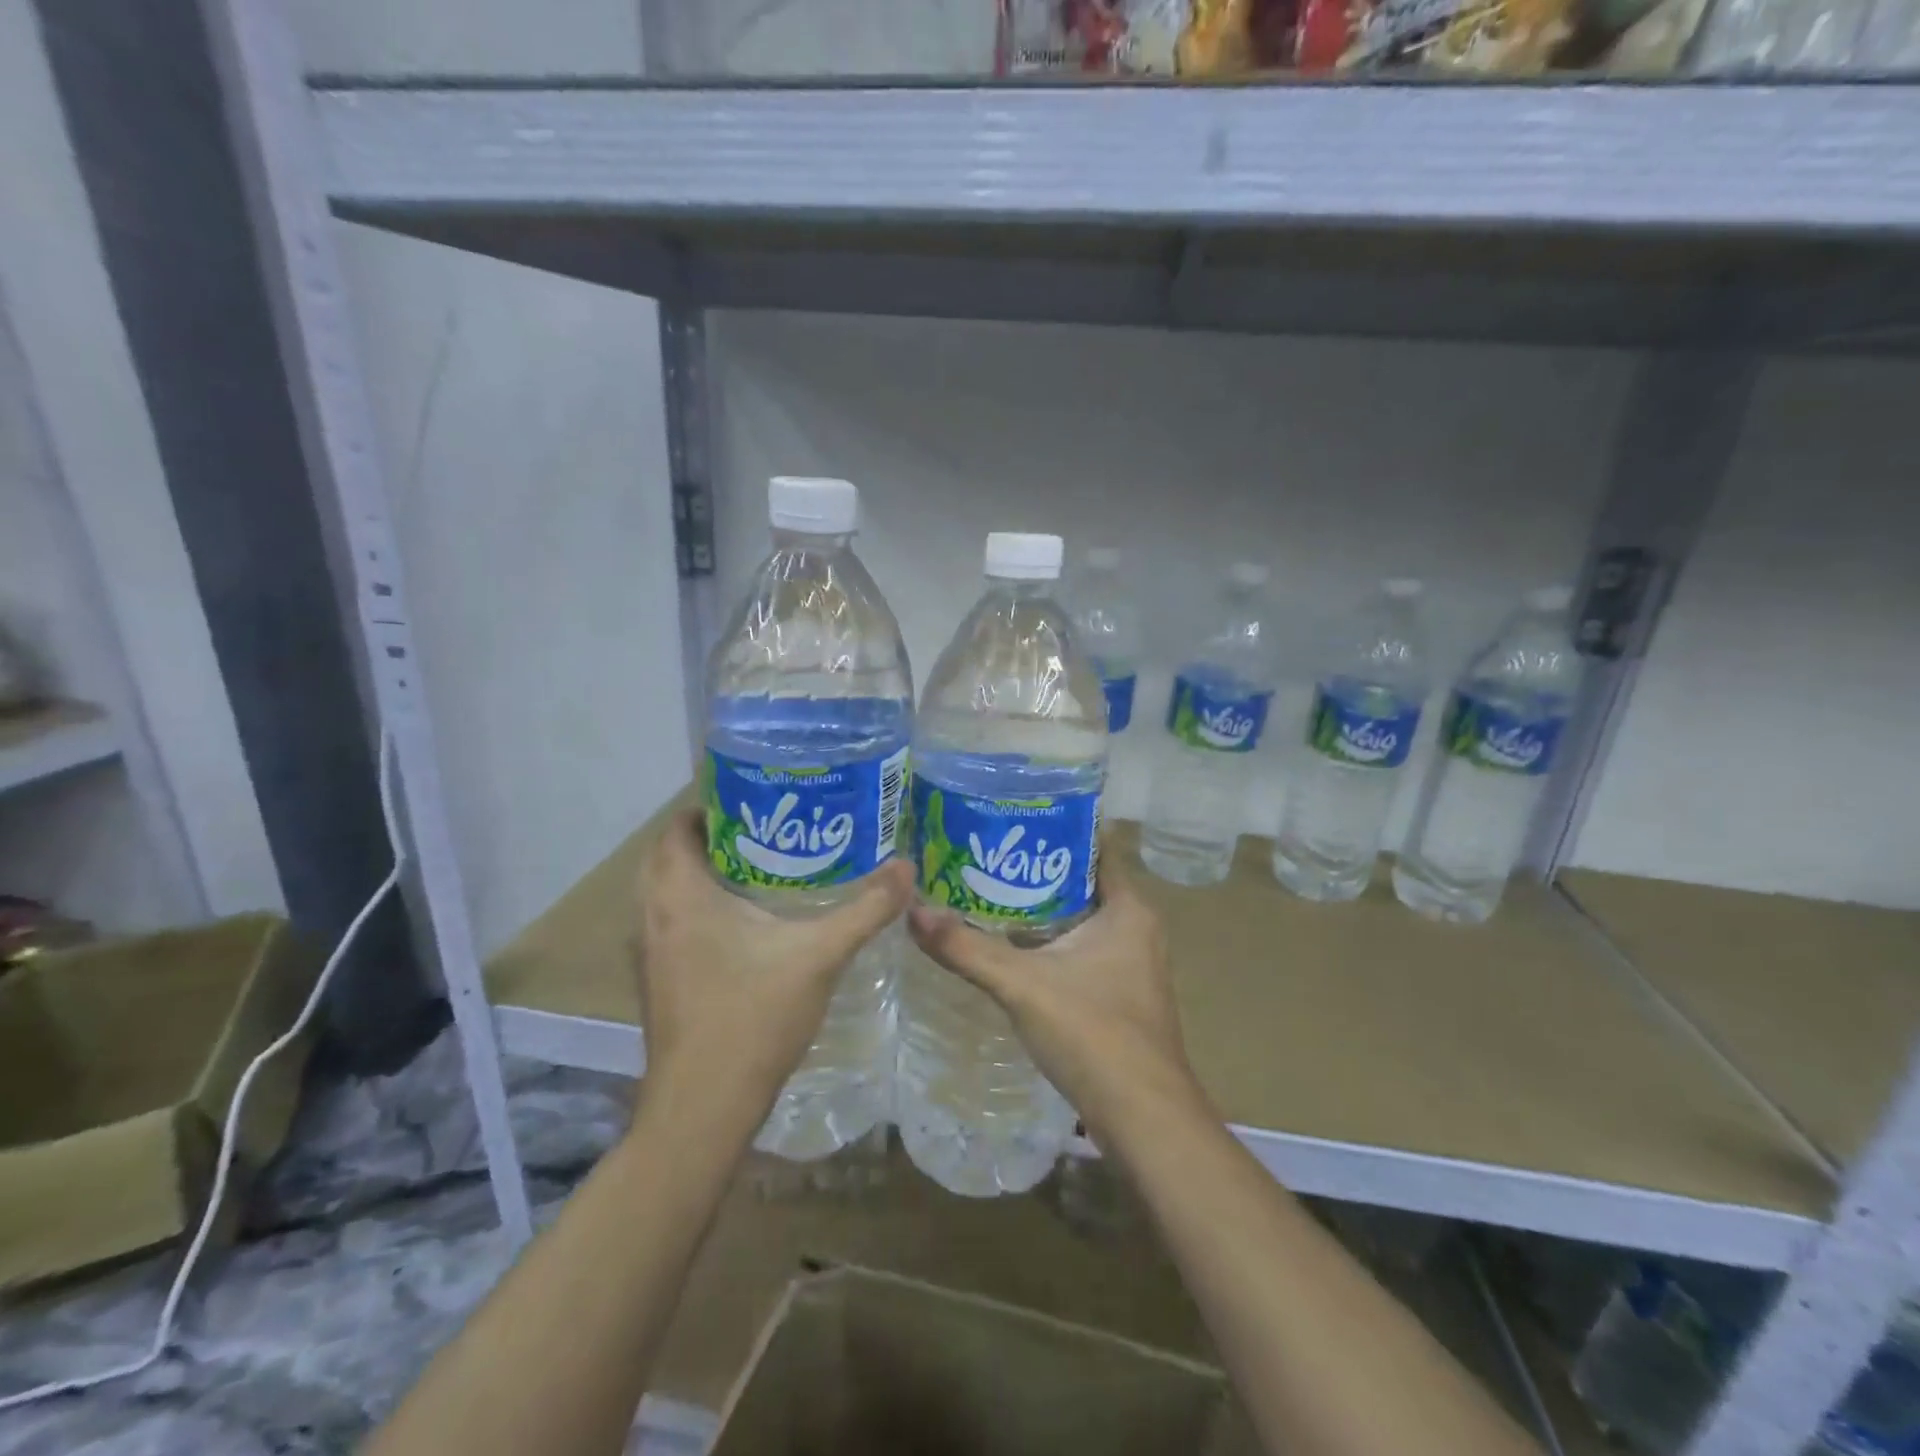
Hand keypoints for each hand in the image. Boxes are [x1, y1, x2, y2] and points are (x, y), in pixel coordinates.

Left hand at [635, 809, 911, 1117]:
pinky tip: (745, 923)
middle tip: (766, 830)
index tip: (759, 800)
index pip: (678, 827)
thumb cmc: (753, 1018)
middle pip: (668, 856)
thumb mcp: (820, 956)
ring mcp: (649, 952)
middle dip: (711, 838)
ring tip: (760, 867)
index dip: (712, 806)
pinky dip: (697, 908)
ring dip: (701, 874)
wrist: (704, 1108)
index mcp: (681, 896)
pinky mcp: (657, 981)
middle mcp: (653, 916)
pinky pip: (671, 923)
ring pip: (666, 892)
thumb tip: (906, 867)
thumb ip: (866, 909)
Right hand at [905, 840, 1203, 1144]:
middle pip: (1080, 882)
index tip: (1009, 817)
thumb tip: (913, 912)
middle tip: (983, 855)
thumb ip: (967, 948)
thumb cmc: (1094, 1034)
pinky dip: (1048, 942)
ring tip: (985, 892)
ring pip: (1079, 919)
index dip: (1052, 828)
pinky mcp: (1120, 993)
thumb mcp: (1022, 985)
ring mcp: (1132, 963)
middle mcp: (1136, 927)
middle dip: (1034, 869)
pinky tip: (1010, 946)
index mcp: (1128, 909)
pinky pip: (1080, 950)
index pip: (1091, 847)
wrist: (1143, 1119)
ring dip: (1039, 909)